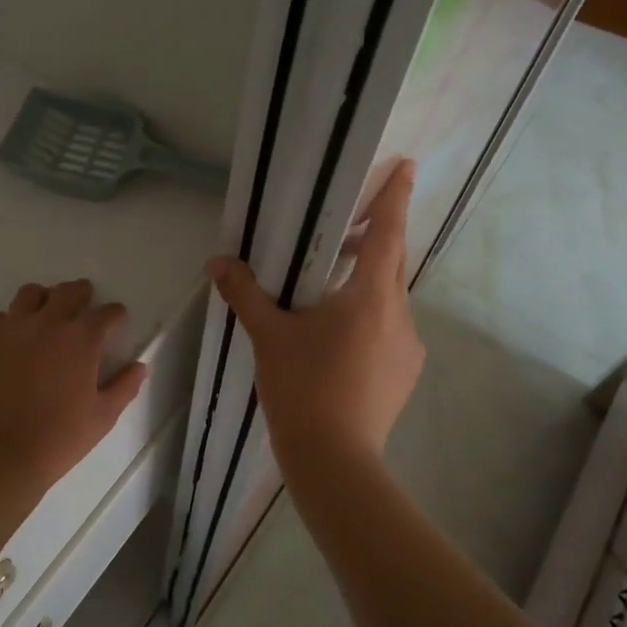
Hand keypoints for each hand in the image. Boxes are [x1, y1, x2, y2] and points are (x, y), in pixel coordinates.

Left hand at [0, 279, 148, 491]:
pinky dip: (11, 322)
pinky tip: (13, 340)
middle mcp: (48, 323)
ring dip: (44, 299)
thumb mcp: (103, 416)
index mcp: (82, 339)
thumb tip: (139, 366)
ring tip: (46, 314)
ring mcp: (12, 328)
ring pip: (30, 294)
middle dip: (81, 293)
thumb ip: (124, 386)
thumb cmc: (59, 437)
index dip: (115, 314)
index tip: (116, 319)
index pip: (106, 313)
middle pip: (68, 292)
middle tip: (84, 302)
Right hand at [208, 159, 423, 473]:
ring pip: (389, 300)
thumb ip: (245, 293)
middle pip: (392, 263)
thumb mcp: (269, 336)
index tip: (407, 168)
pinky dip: (370, 319)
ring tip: (329, 294)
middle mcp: (398, 314)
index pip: (388, 234)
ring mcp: (407, 346)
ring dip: (367, 285)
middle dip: (375, 240)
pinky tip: (339, 341)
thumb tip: (218, 263)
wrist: (334, 458)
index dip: (396, 198)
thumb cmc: (302, 387)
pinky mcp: (404, 372)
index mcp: (370, 296)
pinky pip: (390, 330)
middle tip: (347, 231)